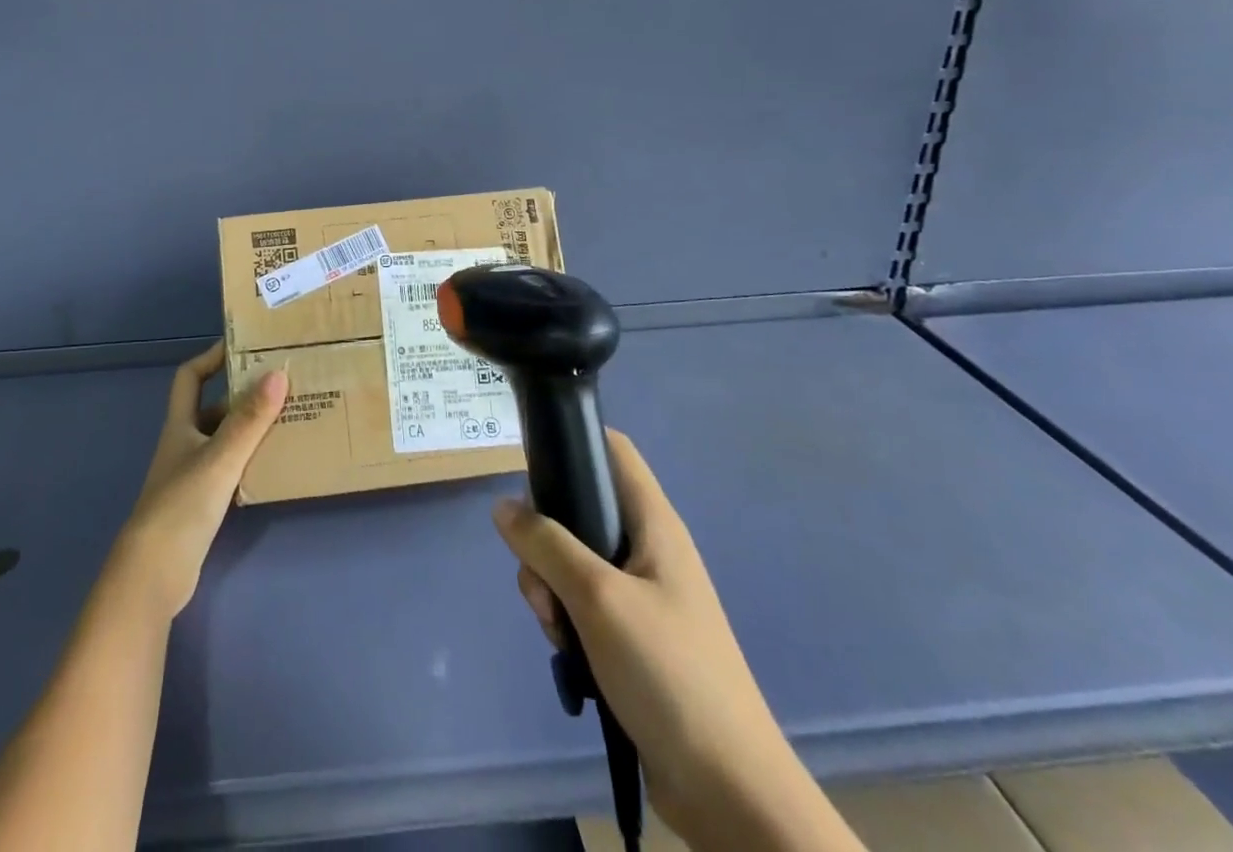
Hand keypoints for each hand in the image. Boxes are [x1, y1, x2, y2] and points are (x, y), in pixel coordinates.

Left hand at [111, 343, 286, 620]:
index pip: (190, 377)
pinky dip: (250, 459)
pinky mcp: (201, 502)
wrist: (154, 574)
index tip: (243, 347)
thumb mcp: (220, 458)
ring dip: (251, 428)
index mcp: (180, 425)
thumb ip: (249, 420)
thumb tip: (278, 373)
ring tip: (289, 418)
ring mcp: (191, 474)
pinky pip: (230, 467)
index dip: (211, 357)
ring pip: (225, 438)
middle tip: (282, 384)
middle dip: (244, 395)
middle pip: (213, 407)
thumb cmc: (182, 505)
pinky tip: (275, 462)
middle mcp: (184, 443)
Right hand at [493, 431, 858, 849]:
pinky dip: (565, 619)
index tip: (532, 462)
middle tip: (541, 577)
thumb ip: (546, 544)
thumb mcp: (597, 598)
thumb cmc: (669, 673)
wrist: (729, 792)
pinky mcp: (632, 637)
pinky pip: (582, 604)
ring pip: (572, 561)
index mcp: (654, 523)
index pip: (612, 449)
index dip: (574, 441)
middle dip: (545, 537)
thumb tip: (503, 505)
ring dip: (550, 587)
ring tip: (556, 627)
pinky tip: (567, 654)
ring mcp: (641, 594)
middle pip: (579, 509)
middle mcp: (648, 549)